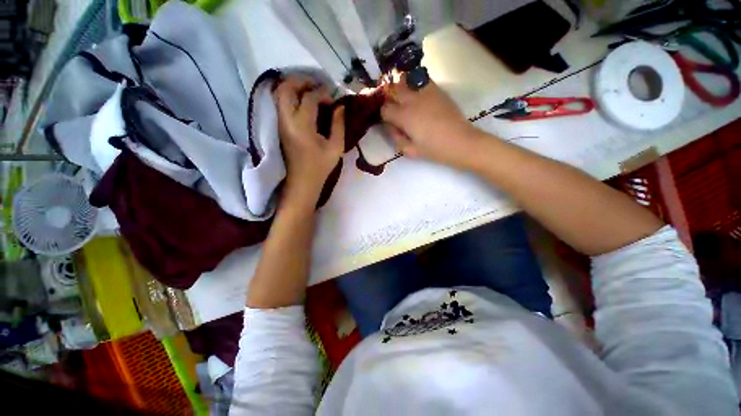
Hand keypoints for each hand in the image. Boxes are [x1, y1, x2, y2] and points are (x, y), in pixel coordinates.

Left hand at [274, 75, 344, 204]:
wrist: (302, 181)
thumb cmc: (321, 166)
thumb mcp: (336, 148)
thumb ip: (338, 125)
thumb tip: (340, 107)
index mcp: (303, 126)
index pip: (309, 98)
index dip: (322, 93)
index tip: (333, 98)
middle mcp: (287, 120)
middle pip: (286, 88)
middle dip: (302, 81)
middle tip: (317, 84)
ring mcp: (280, 122)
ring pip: (280, 93)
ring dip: (294, 86)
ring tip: (310, 89)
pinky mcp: (279, 126)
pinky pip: (280, 102)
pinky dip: (290, 95)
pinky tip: (302, 100)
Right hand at [381, 76, 480, 168]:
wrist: (460, 142)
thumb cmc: (434, 149)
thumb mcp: (410, 151)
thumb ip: (397, 139)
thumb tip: (393, 127)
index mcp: (404, 116)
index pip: (385, 109)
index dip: (385, 116)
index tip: (391, 123)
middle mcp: (412, 100)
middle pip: (392, 90)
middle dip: (389, 99)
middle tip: (395, 109)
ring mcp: (425, 92)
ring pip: (405, 79)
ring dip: (400, 87)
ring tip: (405, 99)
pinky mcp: (437, 90)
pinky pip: (421, 79)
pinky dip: (415, 83)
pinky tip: (419, 95)